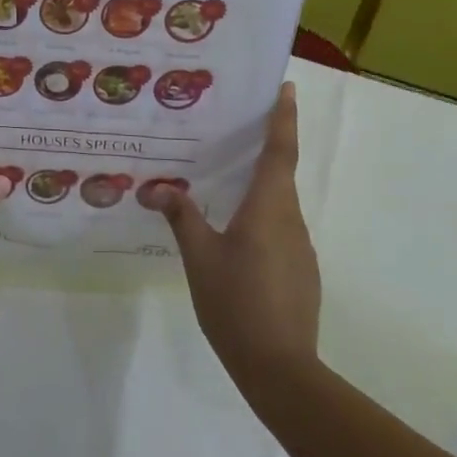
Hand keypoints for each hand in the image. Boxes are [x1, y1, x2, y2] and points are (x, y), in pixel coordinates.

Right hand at [141, 82, 321, 391]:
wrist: (280, 368)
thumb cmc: (237, 302)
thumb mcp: (200, 257)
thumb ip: (181, 217)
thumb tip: (157, 188)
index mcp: (268, 208)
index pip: (280, 151)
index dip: (284, 118)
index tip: (287, 88)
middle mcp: (290, 220)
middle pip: (279, 174)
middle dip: (262, 149)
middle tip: (232, 131)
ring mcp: (300, 248)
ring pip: (277, 205)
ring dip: (257, 188)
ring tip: (222, 185)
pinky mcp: (300, 271)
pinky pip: (279, 231)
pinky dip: (260, 219)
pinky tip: (235, 237)